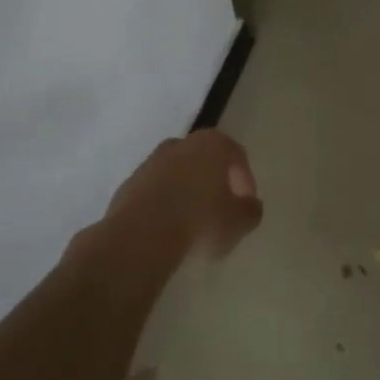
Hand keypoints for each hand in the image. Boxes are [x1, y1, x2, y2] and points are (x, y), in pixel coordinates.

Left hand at [104, 129, 263, 259]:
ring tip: (192, 222)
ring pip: (177, 172)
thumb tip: (251, 205)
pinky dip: (163, 203)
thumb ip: (250, 211)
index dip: (245, 179)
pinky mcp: (129, 183)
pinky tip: (167, 228)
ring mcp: (151, 161)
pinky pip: (155, 190)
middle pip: (204, 158)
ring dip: (186, 191)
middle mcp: (181, 144)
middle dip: (213, 180)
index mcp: (211, 144)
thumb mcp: (238, 222)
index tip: (245, 205)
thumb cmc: (199, 222)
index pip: (236, 154)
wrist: (140, 236)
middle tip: (220, 208)